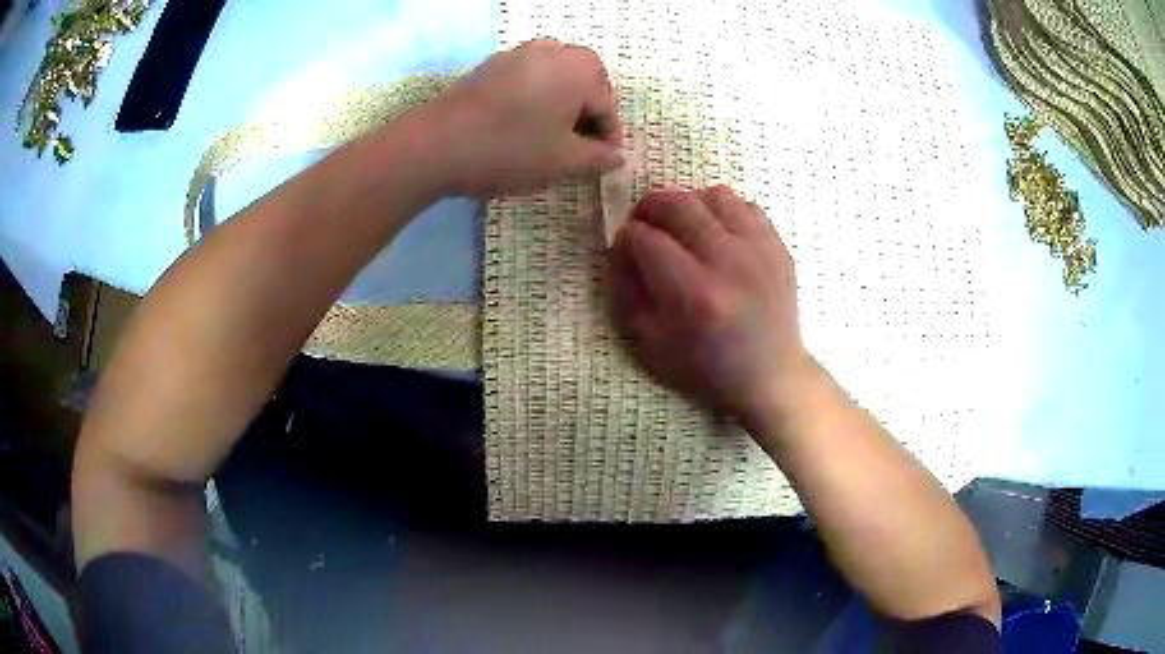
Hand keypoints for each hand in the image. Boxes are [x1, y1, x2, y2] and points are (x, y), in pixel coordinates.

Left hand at [424, 39, 623, 196]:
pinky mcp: (489, 66)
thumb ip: (599, 158)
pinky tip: (521, 124)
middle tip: (581, 144)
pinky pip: (526, 77)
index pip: (607, 104)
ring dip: (562, 101)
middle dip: (588, 110)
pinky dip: (535, 97)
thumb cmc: (510, 150)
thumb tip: (619, 157)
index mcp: (578, 68)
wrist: (435, 145)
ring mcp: (516, 54)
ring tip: (552, 134)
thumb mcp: (563, 161)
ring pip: (554, 75)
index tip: (604, 162)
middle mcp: (551, 50)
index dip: (609, 136)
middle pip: (584, 79)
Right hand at [609, 186, 811, 426]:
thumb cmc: (706, 368)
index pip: (644, 238)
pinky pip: (745, 205)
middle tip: (644, 224)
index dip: (625, 239)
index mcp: (694, 293)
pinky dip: (723, 211)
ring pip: (713, 194)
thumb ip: (626, 291)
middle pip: (676, 203)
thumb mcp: (650, 344)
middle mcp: (728, 262)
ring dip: (688, 204)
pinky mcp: (778, 246)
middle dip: (648, 208)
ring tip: (682, 225)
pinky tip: (716, 232)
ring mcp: (759, 250)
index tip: (625, 251)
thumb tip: (621, 249)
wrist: (770, 376)